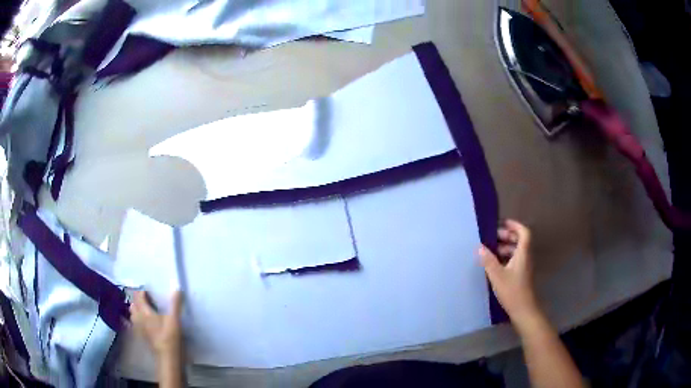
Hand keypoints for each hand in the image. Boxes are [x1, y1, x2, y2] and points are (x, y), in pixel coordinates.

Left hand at [130, 290, 183, 359]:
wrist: (168, 357)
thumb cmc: (170, 336)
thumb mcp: (174, 319)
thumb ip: (175, 304)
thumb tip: (177, 288)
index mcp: (145, 312)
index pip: (139, 297)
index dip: (142, 292)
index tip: (148, 290)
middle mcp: (139, 319)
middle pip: (133, 305)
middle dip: (137, 300)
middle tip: (145, 299)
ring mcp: (139, 329)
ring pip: (132, 315)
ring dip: (135, 309)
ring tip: (143, 309)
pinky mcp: (142, 337)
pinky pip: (135, 324)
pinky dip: (136, 320)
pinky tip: (143, 322)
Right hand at [479, 220, 540, 329]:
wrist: (523, 310)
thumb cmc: (512, 291)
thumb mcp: (497, 276)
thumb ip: (488, 261)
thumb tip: (480, 247)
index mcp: (522, 254)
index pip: (524, 233)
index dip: (515, 226)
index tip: (503, 223)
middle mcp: (525, 258)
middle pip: (520, 241)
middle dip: (508, 236)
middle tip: (493, 237)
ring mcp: (524, 267)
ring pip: (517, 251)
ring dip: (506, 247)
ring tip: (491, 251)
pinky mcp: (521, 276)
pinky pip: (515, 260)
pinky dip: (506, 257)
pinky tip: (495, 264)